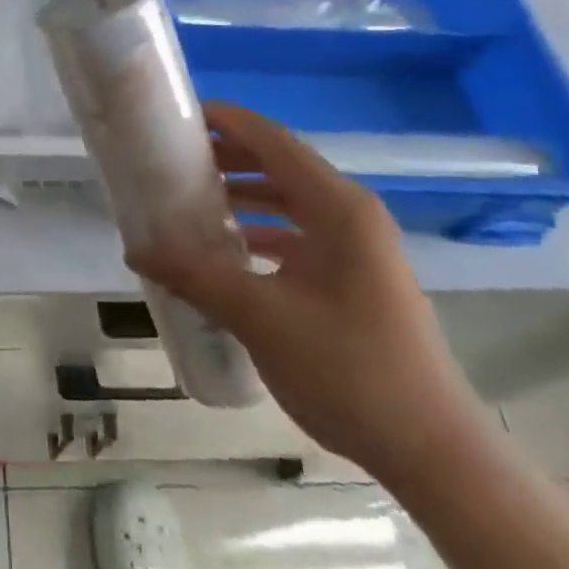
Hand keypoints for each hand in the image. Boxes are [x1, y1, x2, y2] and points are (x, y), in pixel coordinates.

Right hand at [128, 101, 489, 488]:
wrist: (433, 452)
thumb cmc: (350, 370)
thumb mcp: (261, 317)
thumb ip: (195, 275)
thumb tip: (135, 248)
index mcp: (338, 207)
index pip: (272, 140)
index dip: (226, 121)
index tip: (177, 116)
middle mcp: (351, 215)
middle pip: (280, 165)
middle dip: (227, 157)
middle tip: (171, 159)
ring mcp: (357, 248)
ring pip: (289, 200)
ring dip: (242, 194)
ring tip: (189, 198)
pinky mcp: (354, 278)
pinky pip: (298, 234)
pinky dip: (260, 230)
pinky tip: (227, 250)